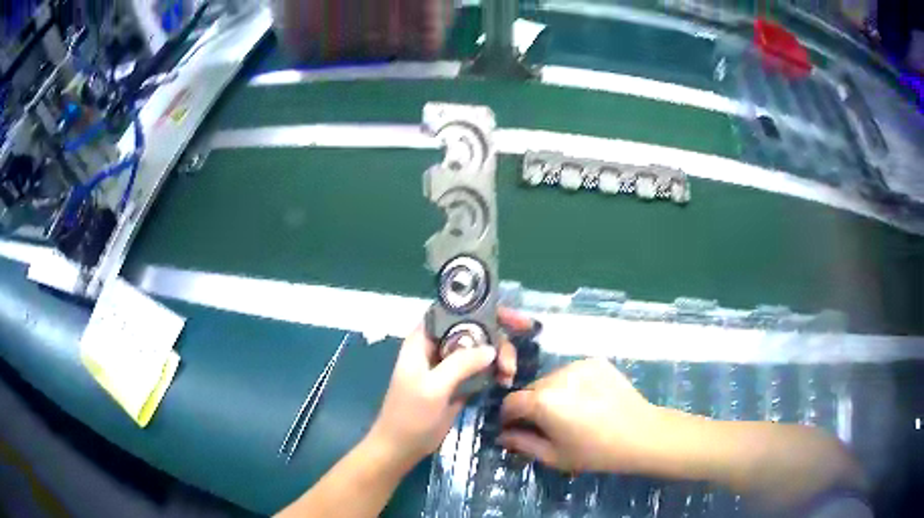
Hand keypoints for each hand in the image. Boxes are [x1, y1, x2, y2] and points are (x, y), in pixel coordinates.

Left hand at [369, 310, 532, 466]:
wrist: (401, 448)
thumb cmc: (410, 415)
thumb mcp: (433, 387)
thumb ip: (460, 364)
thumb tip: (492, 349)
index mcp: (423, 340)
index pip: (453, 311)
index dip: (481, 307)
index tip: (510, 319)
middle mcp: (437, 347)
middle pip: (473, 329)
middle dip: (497, 338)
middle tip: (511, 361)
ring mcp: (448, 366)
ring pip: (480, 348)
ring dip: (499, 356)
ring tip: (508, 376)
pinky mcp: (458, 383)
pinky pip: (481, 368)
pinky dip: (495, 371)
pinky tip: (505, 381)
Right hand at [498, 359, 659, 472]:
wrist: (641, 434)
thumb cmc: (595, 452)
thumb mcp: (553, 456)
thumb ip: (522, 444)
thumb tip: (503, 435)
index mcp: (542, 401)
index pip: (510, 403)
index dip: (509, 418)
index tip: (516, 430)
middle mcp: (556, 376)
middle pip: (530, 389)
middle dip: (530, 407)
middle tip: (546, 425)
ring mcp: (577, 365)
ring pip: (551, 380)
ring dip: (551, 394)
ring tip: (570, 412)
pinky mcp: (595, 361)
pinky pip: (571, 373)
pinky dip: (571, 385)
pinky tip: (586, 400)